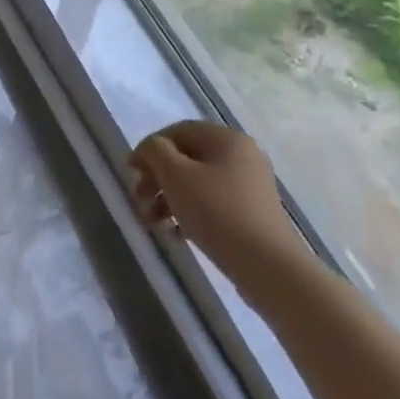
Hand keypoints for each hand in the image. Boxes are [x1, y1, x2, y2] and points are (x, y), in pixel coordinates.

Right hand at [128, 120, 312, 291]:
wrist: (268, 267)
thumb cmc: (217, 212)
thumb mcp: (176, 175)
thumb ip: (155, 152)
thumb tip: (149, 150)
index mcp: (226, 138)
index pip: (177, 131)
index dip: (149, 149)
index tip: (131, 173)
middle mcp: (241, 156)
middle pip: (186, 158)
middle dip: (157, 179)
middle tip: (140, 202)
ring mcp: (249, 186)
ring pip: (196, 183)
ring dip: (168, 199)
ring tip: (154, 224)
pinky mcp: (251, 213)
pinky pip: (212, 204)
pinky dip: (189, 213)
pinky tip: (177, 234)